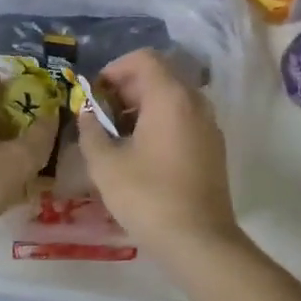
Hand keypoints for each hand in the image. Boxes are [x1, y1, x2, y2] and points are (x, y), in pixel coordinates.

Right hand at [76, 49, 238, 252]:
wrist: (199, 241)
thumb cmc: (148, 197)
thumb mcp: (105, 165)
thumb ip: (91, 131)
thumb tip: (87, 114)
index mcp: (171, 97)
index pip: (144, 59)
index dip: (115, 69)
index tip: (96, 94)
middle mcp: (195, 102)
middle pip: (160, 76)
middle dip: (127, 89)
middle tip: (102, 116)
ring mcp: (209, 125)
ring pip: (174, 98)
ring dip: (144, 107)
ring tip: (118, 136)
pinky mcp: (214, 147)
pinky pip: (185, 119)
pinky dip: (162, 122)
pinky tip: (142, 153)